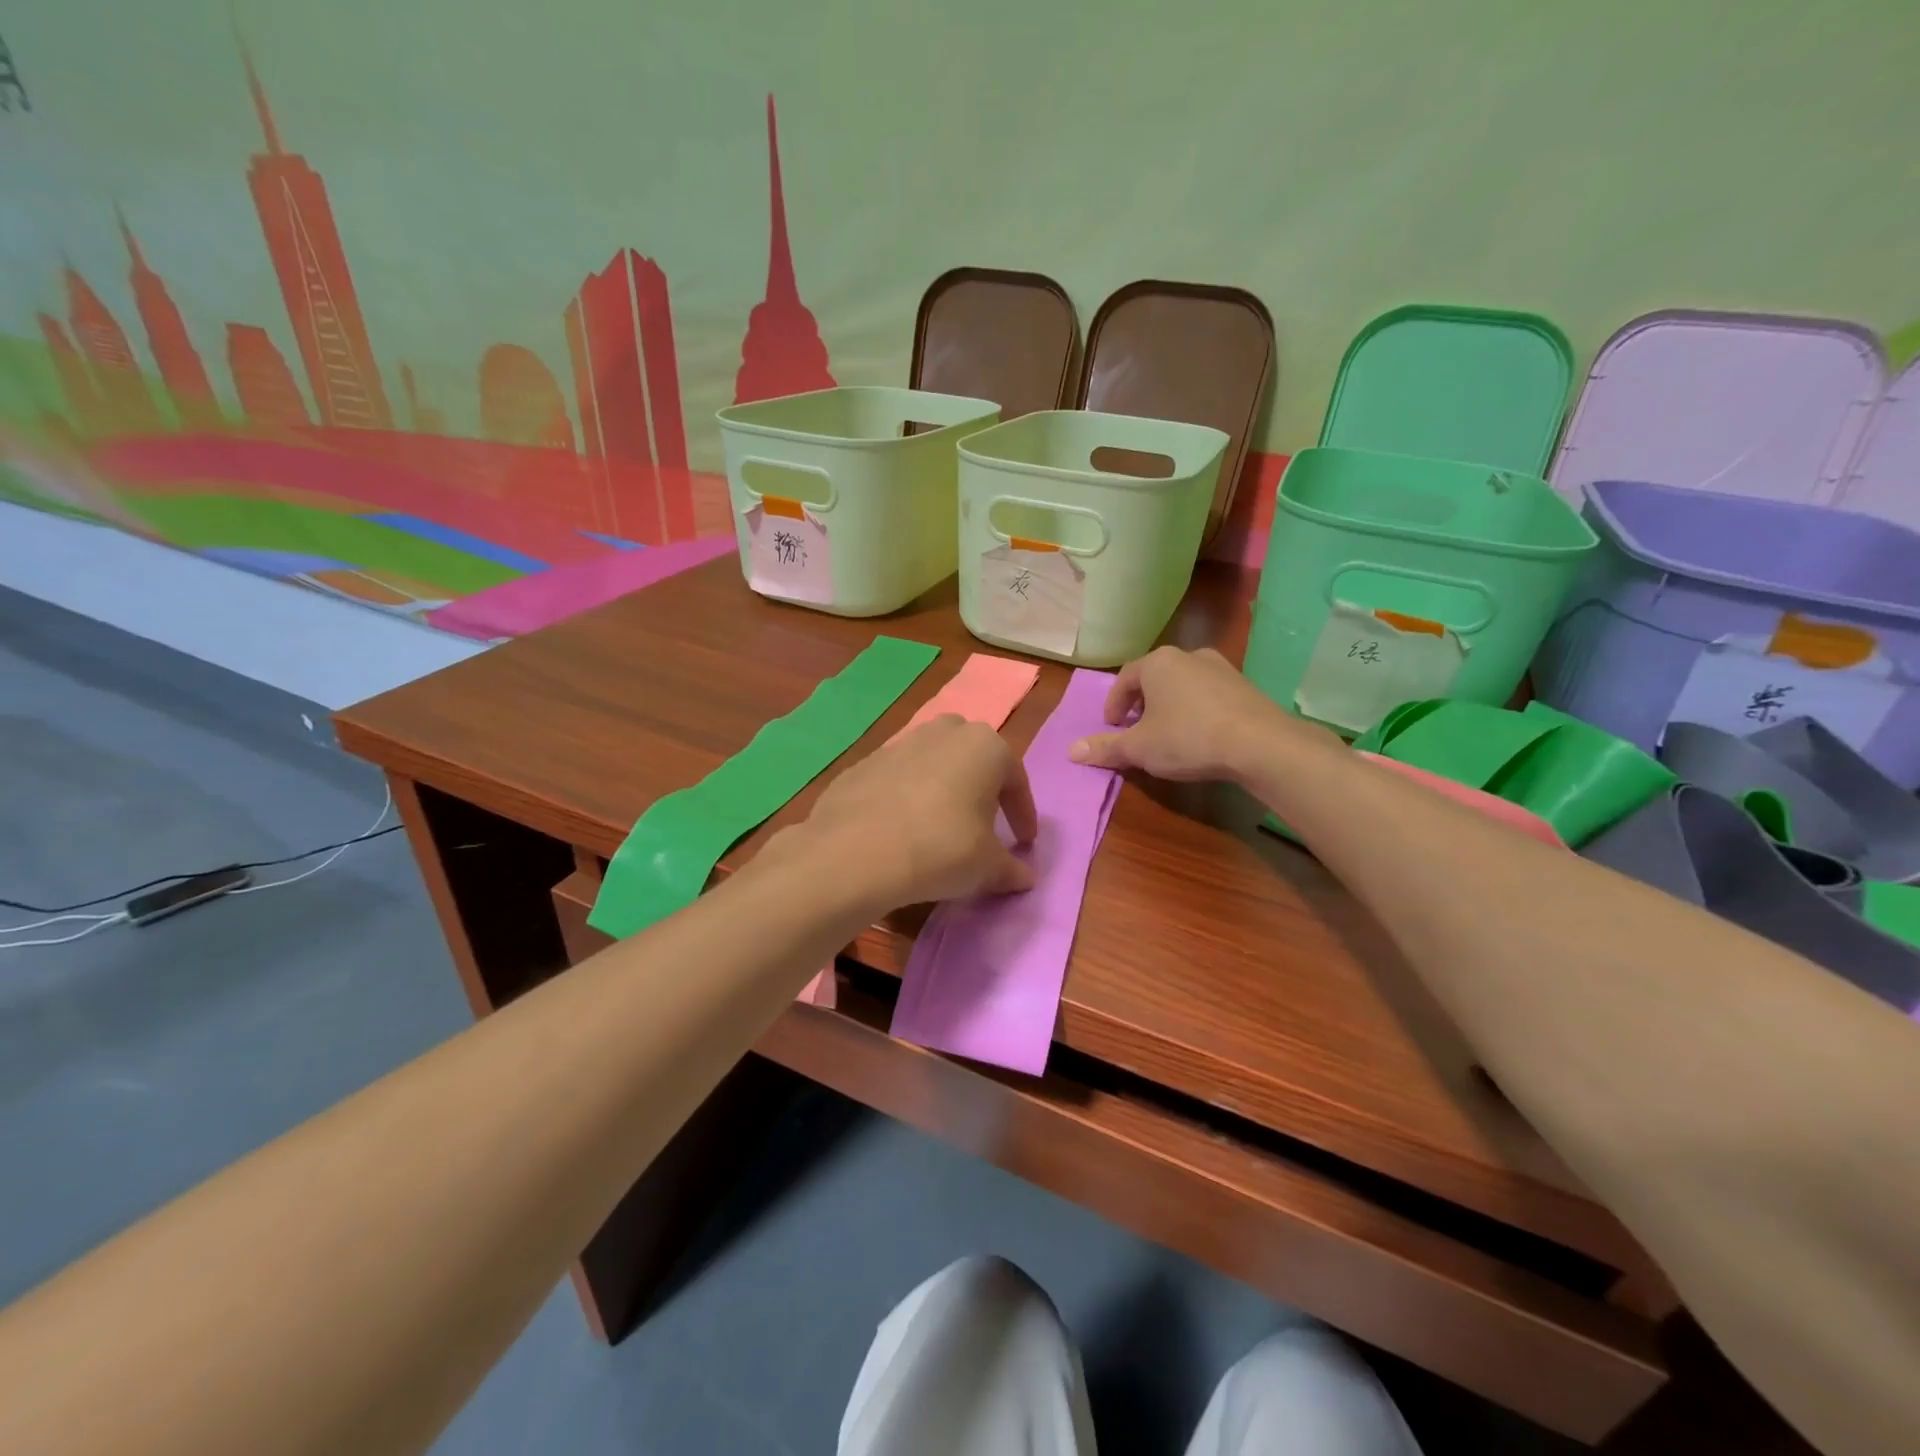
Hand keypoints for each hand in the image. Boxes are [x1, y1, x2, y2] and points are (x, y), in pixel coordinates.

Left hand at [792, 715, 1037, 908]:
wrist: (854, 851)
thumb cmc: (941, 848)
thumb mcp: (987, 867)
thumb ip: (1010, 868)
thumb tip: (1024, 877)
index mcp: (984, 745)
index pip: (1015, 780)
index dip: (1022, 815)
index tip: (1024, 842)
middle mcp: (944, 732)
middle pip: (973, 761)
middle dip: (981, 791)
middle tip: (983, 826)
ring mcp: (900, 743)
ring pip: (934, 766)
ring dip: (943, 792)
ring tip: (941, 829)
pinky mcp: (864, 763)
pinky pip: (899, 780)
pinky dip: (907, 800)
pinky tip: (902, 831)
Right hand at [1067, 646, 1340, 781]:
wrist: (1261, 744)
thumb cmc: (1188, 738)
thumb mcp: (1140, 748)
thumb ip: (1106, 748)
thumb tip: (1071, 751)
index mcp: (1158, 662)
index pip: (1125, 678)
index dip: (1114, 704)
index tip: (1112, 726)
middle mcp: (1188, 655)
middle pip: (1155, 677)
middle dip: (1142, 702)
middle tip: (1136, 728)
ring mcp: (1221, 667)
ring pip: (1183, 684)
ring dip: (1170, 705)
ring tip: (1167, 732)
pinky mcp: (1245, 685)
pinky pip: (1209, 694)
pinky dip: (1196, 709)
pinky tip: (1200, 734)